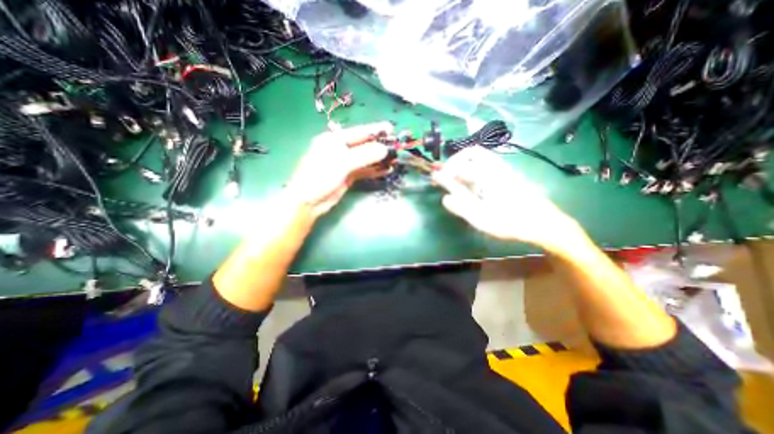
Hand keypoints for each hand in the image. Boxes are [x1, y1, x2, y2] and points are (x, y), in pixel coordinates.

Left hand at [284, 120, 392, 215]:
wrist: (309, 200)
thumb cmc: (321, 176)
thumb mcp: (342, 162)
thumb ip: (364, 155)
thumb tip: (384, 149)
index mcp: (335, 139)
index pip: (359, 132)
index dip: (376, 130)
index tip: (391, 128)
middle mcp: (341, 149)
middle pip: (364, 145)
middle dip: (380, 146)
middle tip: (396, 147)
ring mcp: (345, 163)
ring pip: (366, 159)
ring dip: (379, 159)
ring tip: (394, 160)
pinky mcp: (348, 176)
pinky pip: (364, 170)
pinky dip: (374, 170)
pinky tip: (385, 170)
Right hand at [433, 145, 583, 252]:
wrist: (543, 223)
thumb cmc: (511, 222)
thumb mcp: (482, 218)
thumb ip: (461, 206)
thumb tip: (444, 198)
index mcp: (488, 175)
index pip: (460, 165)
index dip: (445, 171)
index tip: (435, 180)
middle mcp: (495, 167)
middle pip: (472, 152)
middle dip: (455, 161)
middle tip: (446, 175)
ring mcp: (503, 170)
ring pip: (480, 158)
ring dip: (464, 165)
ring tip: (455, 179)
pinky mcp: (507, 175)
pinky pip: (486, 165)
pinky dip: (473, 170)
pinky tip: (471, 185)